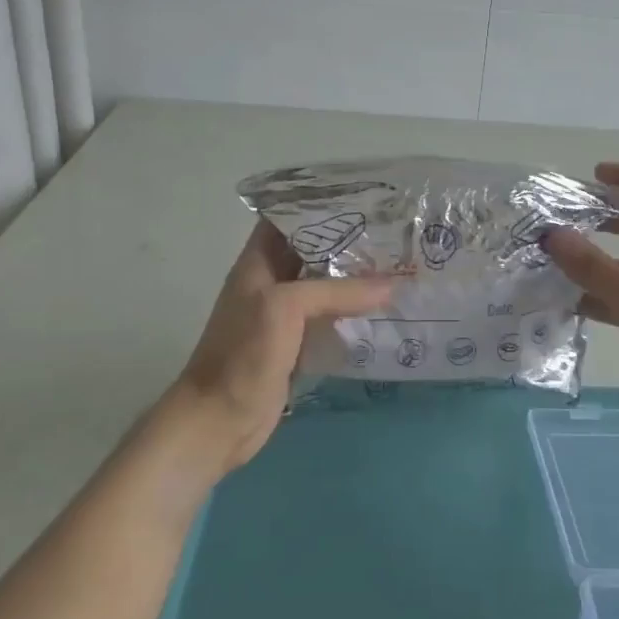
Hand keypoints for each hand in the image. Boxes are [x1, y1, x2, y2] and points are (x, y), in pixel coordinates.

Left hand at [164, 221, 391, 475]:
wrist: (219, 421)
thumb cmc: (244, 353)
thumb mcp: (286, 307)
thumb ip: (337, 291)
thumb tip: (392, 284)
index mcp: (259, 261)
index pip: (289, 217)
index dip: (321, 204)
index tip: (363, 197)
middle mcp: (272, 281)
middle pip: (314, 251)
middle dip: (350, 241)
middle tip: (394, 230)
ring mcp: (285, 315)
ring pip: (326, 285)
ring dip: (357, 278)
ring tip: (399, 262)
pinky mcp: (298, 344)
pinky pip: (331, 318)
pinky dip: (355, 311)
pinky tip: (386, 307)